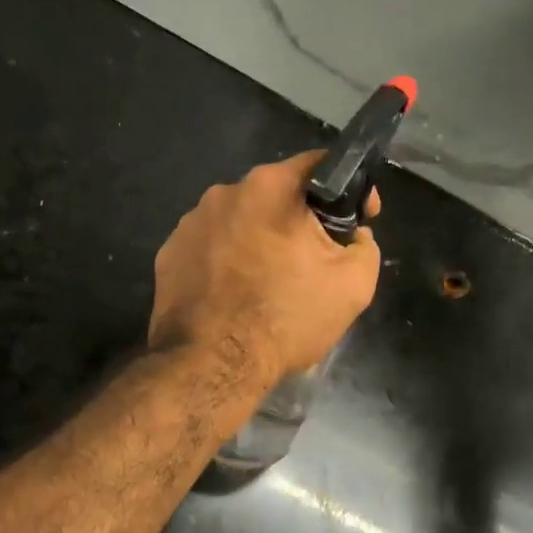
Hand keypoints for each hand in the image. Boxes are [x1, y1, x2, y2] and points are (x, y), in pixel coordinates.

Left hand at [149, 151, 381, 383]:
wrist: (212, 365)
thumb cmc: (286, 318)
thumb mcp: (354, 284)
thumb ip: (364, 246)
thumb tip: (353, 237)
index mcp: (270, 187)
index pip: (319, 166)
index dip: (347, 189)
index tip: (359, 219)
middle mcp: (224, 192)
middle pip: (276, 196)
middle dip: (299, 222)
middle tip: (313, 261)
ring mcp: (189, 223)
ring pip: (240, 222)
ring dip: (260, 242)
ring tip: (269, 284)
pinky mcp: (168, 254)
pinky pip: (210, 248)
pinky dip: (227, 263)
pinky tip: (235, 296)